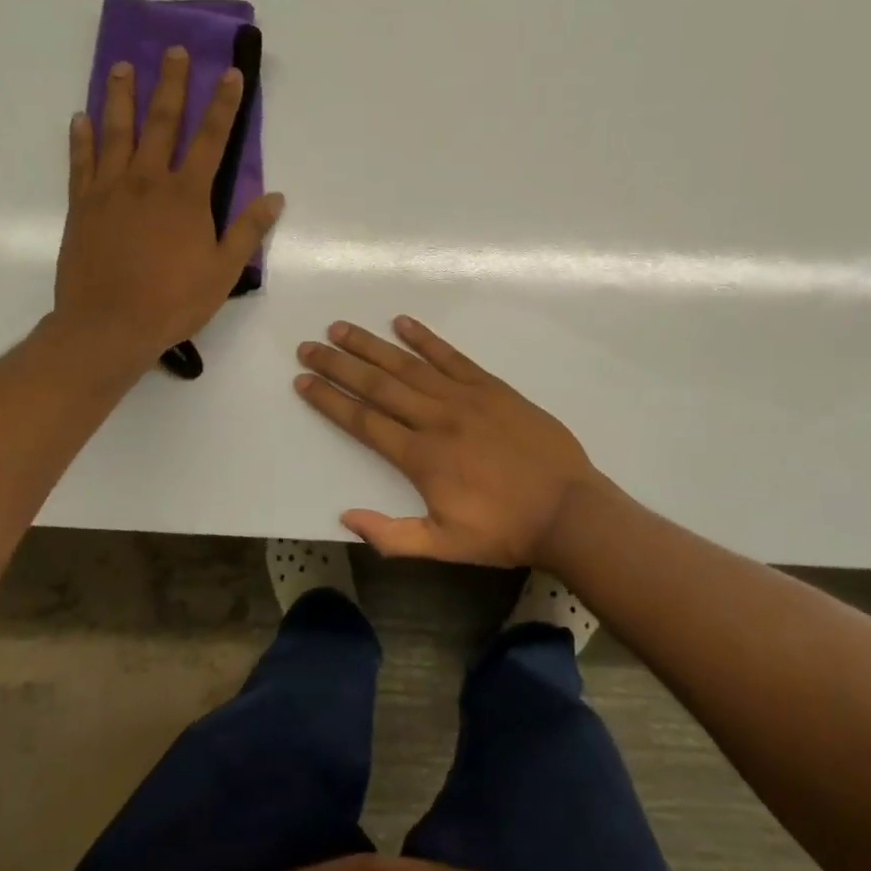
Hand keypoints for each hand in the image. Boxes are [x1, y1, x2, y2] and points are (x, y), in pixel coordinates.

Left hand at [53, 47, 283, 366]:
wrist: (108, 325)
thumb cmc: (173, 301)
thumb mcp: (223, 271)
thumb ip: (247, 230)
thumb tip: (275, 197)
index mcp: (187, 196)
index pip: (211, 140)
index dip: (223, 105)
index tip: (230, 73)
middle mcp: (148, 181)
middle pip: (162, 122)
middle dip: (171, 84)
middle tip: (174, 50)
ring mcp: (110, 189)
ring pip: (116, 131)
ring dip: (120, 96)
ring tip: (121, 66)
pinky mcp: (81, 205)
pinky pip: (80, 162)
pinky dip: (81, 138)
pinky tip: (80, 118)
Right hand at [294, 317, 598, 566]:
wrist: (567, 510)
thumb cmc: (504, 530)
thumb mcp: (444, 546)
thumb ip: (392, 535)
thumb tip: (345, 516)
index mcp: (421, 457)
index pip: (363, 421)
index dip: (330, 399)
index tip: (303, 380)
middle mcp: (436, 418)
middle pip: (378, 385)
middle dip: (339, 364)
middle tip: (309, 345)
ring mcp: (465, 397)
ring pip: (409, 365)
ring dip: (372, 345)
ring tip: (341, 328)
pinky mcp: (492, 387)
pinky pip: (452, 356)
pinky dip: (426, 338)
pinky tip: (403, 323)